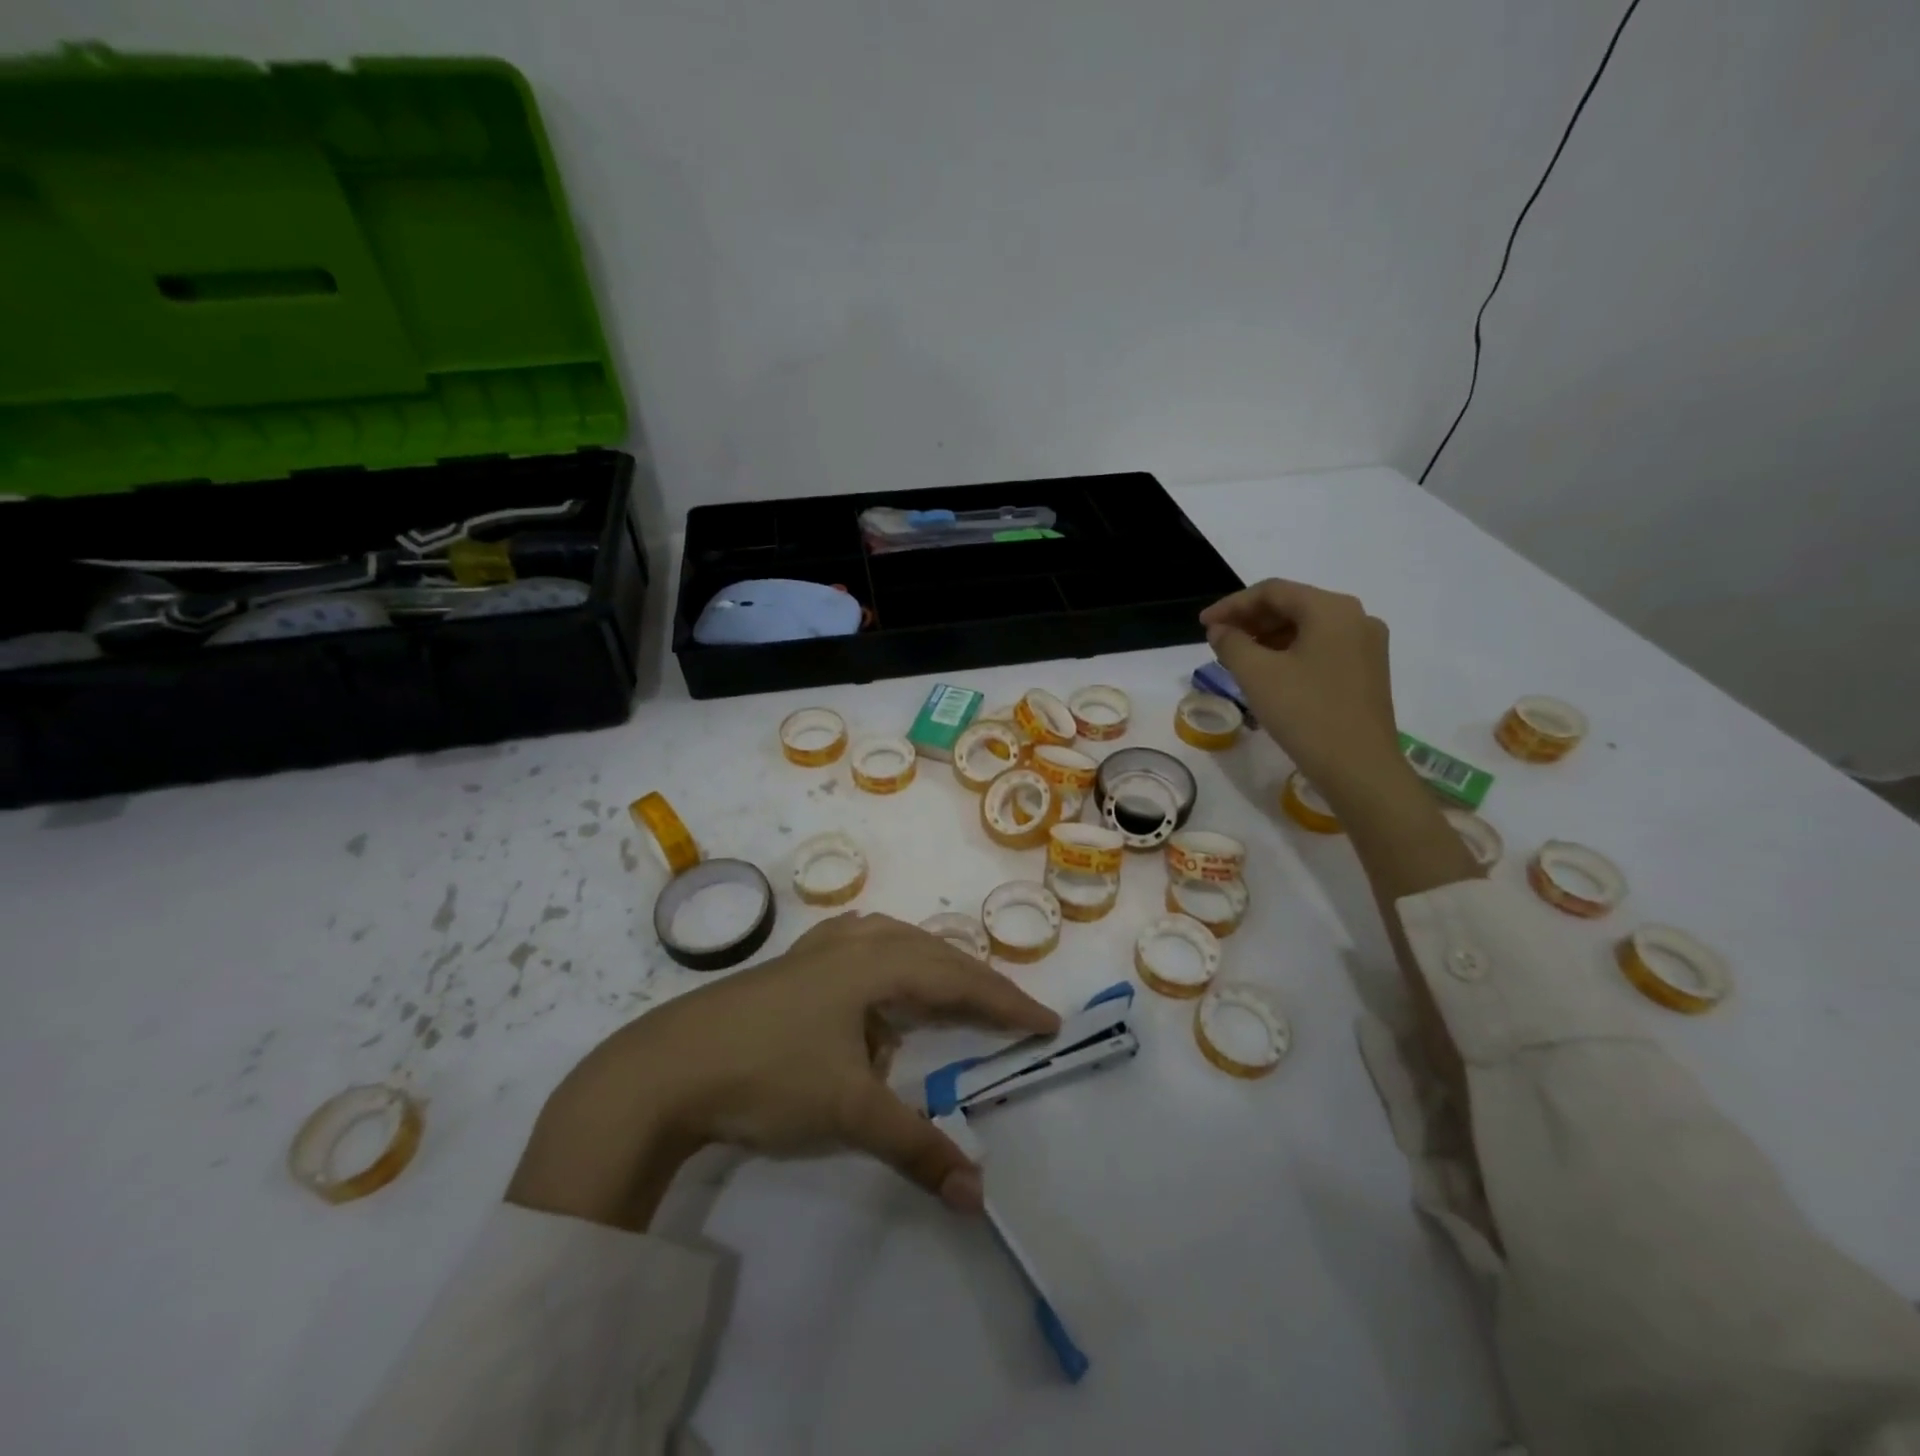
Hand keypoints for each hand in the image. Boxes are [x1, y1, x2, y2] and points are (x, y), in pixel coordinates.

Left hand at [506, 913, 1059, 1230]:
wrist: (663, 1069)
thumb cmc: (766, 1076)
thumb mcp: (848, 1112)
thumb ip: (917, 1148)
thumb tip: (978, 1197)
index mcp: (875, 964)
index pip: (958, 980)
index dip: (1006, 1003)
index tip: (1048, 1022)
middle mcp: (853, 943)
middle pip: (933, 952)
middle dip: (976, 983)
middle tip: (1011, 1015)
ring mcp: (817, 948)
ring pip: (895, 942)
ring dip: (931, 967)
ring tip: (950, 996)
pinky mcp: (792, 963)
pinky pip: (860, 947)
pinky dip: (888, 964)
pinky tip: (876, 987)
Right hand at [1200, 578, 1402, 797]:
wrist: (1360, 768)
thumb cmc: (1305, 713)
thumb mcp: (1256, 674)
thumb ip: (1232, 643)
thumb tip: (1221, 630)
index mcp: (1331, 609)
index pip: (1272, 591)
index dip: (1232, 604)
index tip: (1203, 624)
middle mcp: (1356, 618)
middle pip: (1293, 606)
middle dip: (1250, 620)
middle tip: (1217, 639)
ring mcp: (1367, 646)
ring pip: (1307, 628)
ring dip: (1268, 637)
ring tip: (1237, 657)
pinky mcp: (1368, 671)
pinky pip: (1321, 648)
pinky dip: (1290, 652)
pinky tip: (1268, 673)